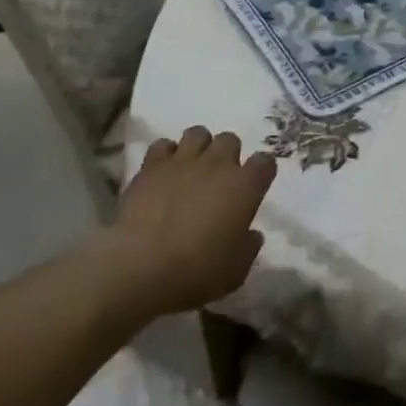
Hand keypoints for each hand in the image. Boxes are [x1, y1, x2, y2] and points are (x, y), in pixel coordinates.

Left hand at [113, 127, 276, 315]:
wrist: (141, 267)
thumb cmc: (196, 272)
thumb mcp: (235, 271)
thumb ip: (248, 247)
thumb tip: (251, 234)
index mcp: (245, 186)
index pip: (265, 162)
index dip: (261, 172)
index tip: (255, 186)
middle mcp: (218, 164)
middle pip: (230, 140)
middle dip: (227, 155)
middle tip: (218, 178)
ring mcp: (183, 161)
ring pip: (198, 133)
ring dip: (198, 148)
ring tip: (191, 168)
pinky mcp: (152, 166)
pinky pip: (163, 145)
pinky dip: (165, 155)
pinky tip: (162, 173)